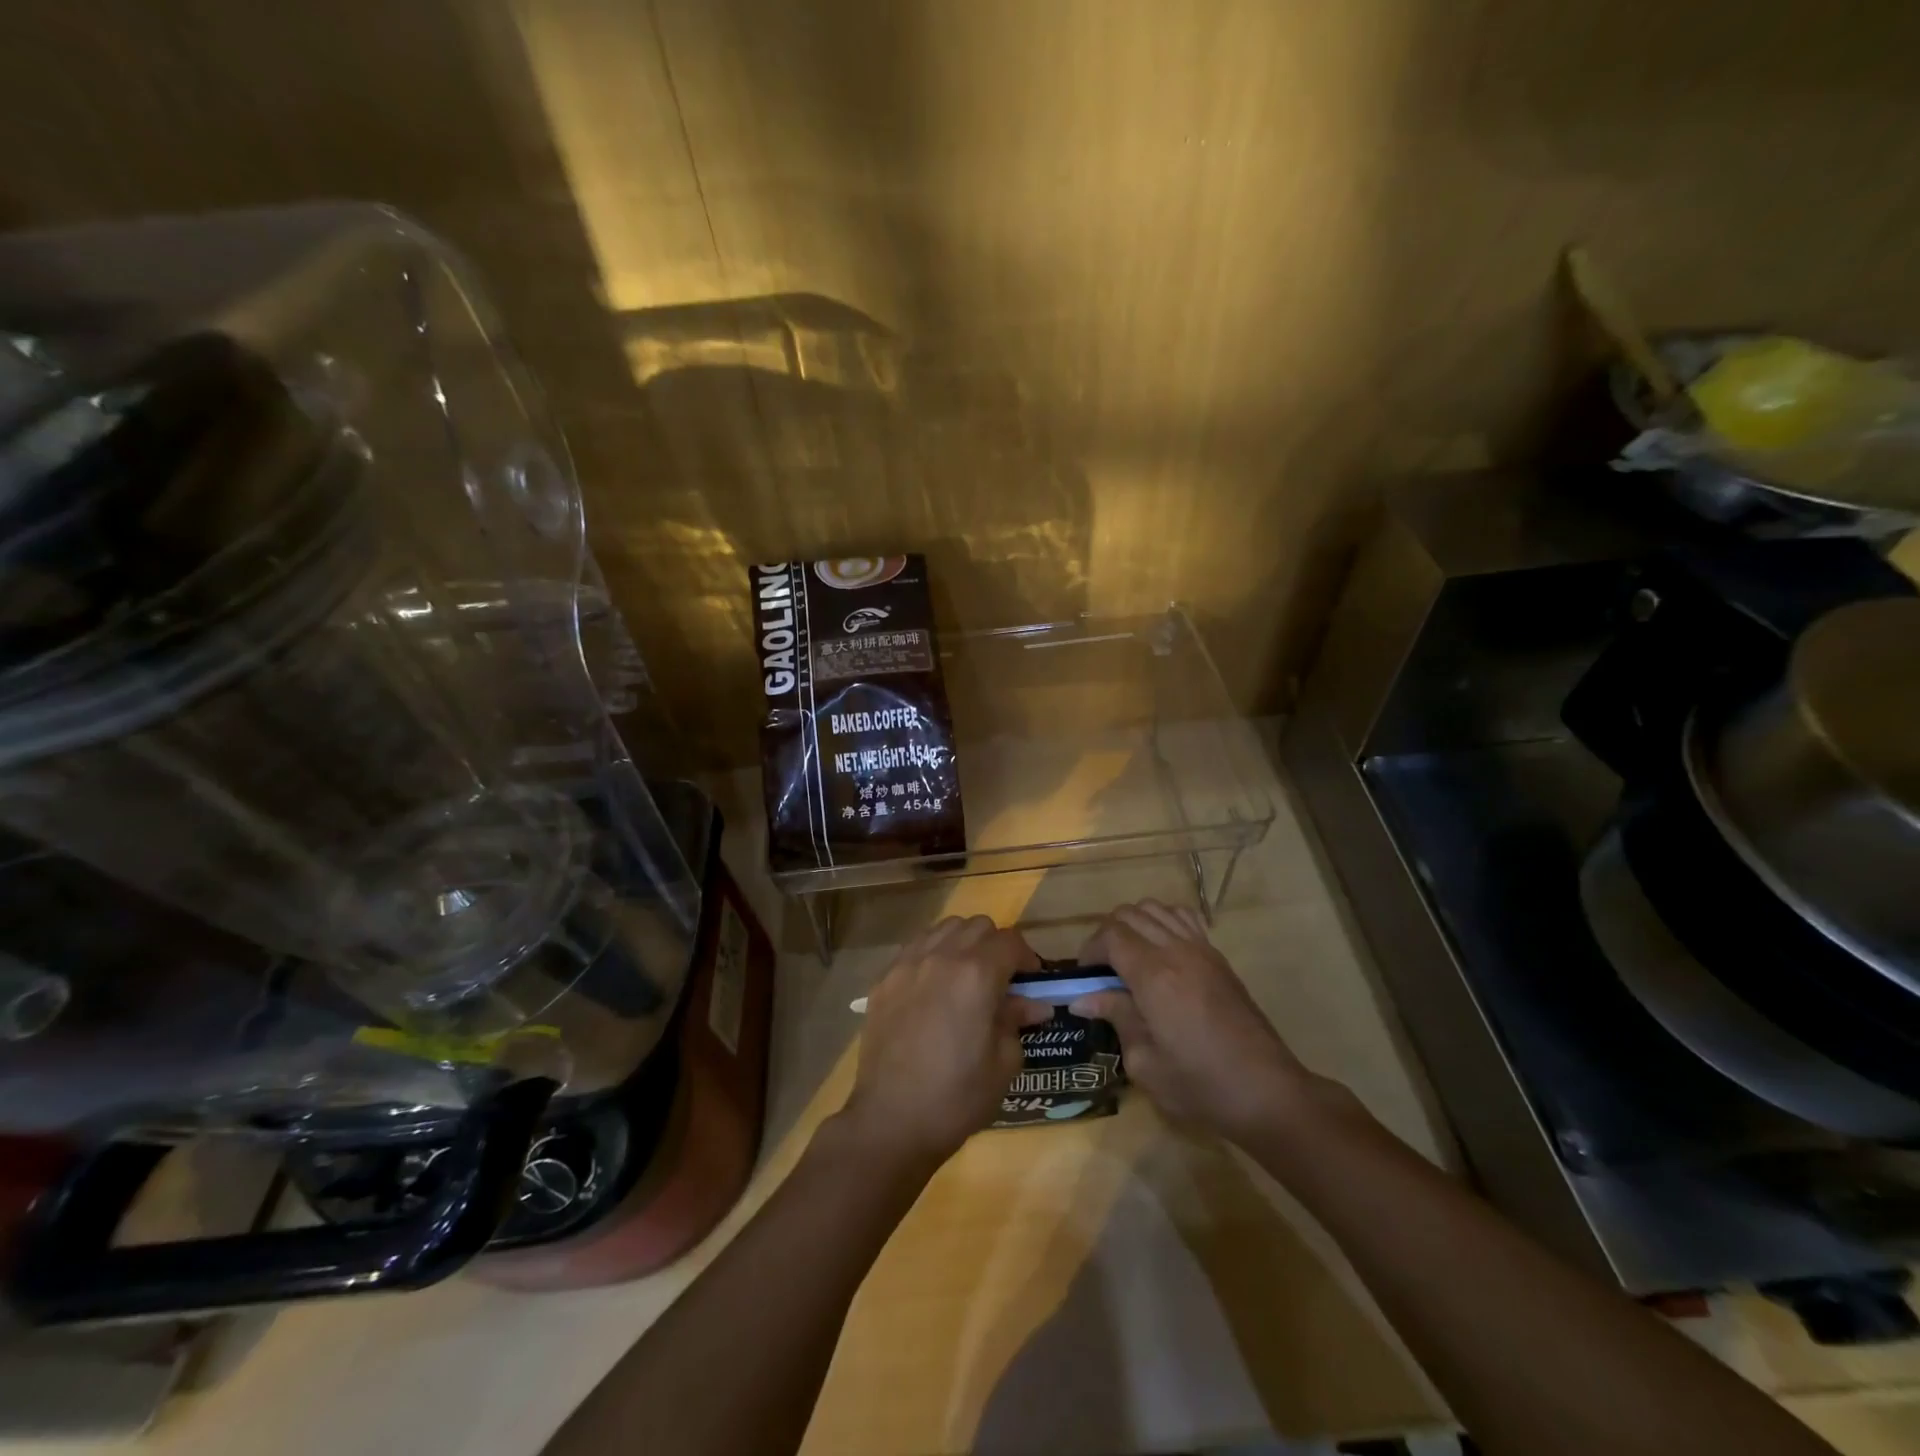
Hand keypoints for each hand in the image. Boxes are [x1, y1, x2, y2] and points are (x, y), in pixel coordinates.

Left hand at [841, 915, 1048, 1166]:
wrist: (891, 1121)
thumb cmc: (957, 1097)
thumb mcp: (1003, 1063)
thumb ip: (1017, 1021)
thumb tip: (1033, 1004)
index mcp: (977, 975)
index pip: (1010, 941)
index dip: (1027, 958)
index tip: (1031, 981)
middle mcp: (942, 957)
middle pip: (978, 926)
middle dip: (996, 946)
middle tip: (1000, 979)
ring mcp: (908, 964)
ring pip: (944, 928)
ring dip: (963, 943)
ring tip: (965, 977)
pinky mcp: (884, 979)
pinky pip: (915, 947)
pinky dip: (932, 954)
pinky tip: (934, 986)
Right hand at [1071, 900, 1322, 1142]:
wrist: (1267, 1091)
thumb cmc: (1201, 1086)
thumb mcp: (1145, 1063)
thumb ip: (1116, 1019)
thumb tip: (1084, 999)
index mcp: (1154, 976)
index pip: (1110, 935)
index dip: (1090, 950)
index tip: (1085, 978)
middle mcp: (1176, 951)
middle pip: (1129, 914)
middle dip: (1107, 935)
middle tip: (1102, 971)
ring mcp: (1201, 949)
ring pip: (1155, 909)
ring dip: (1134, 925)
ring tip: (1129, 958)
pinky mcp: (1218, 957)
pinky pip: (1184, 918)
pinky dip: (1164, 921)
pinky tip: (1161, 950)